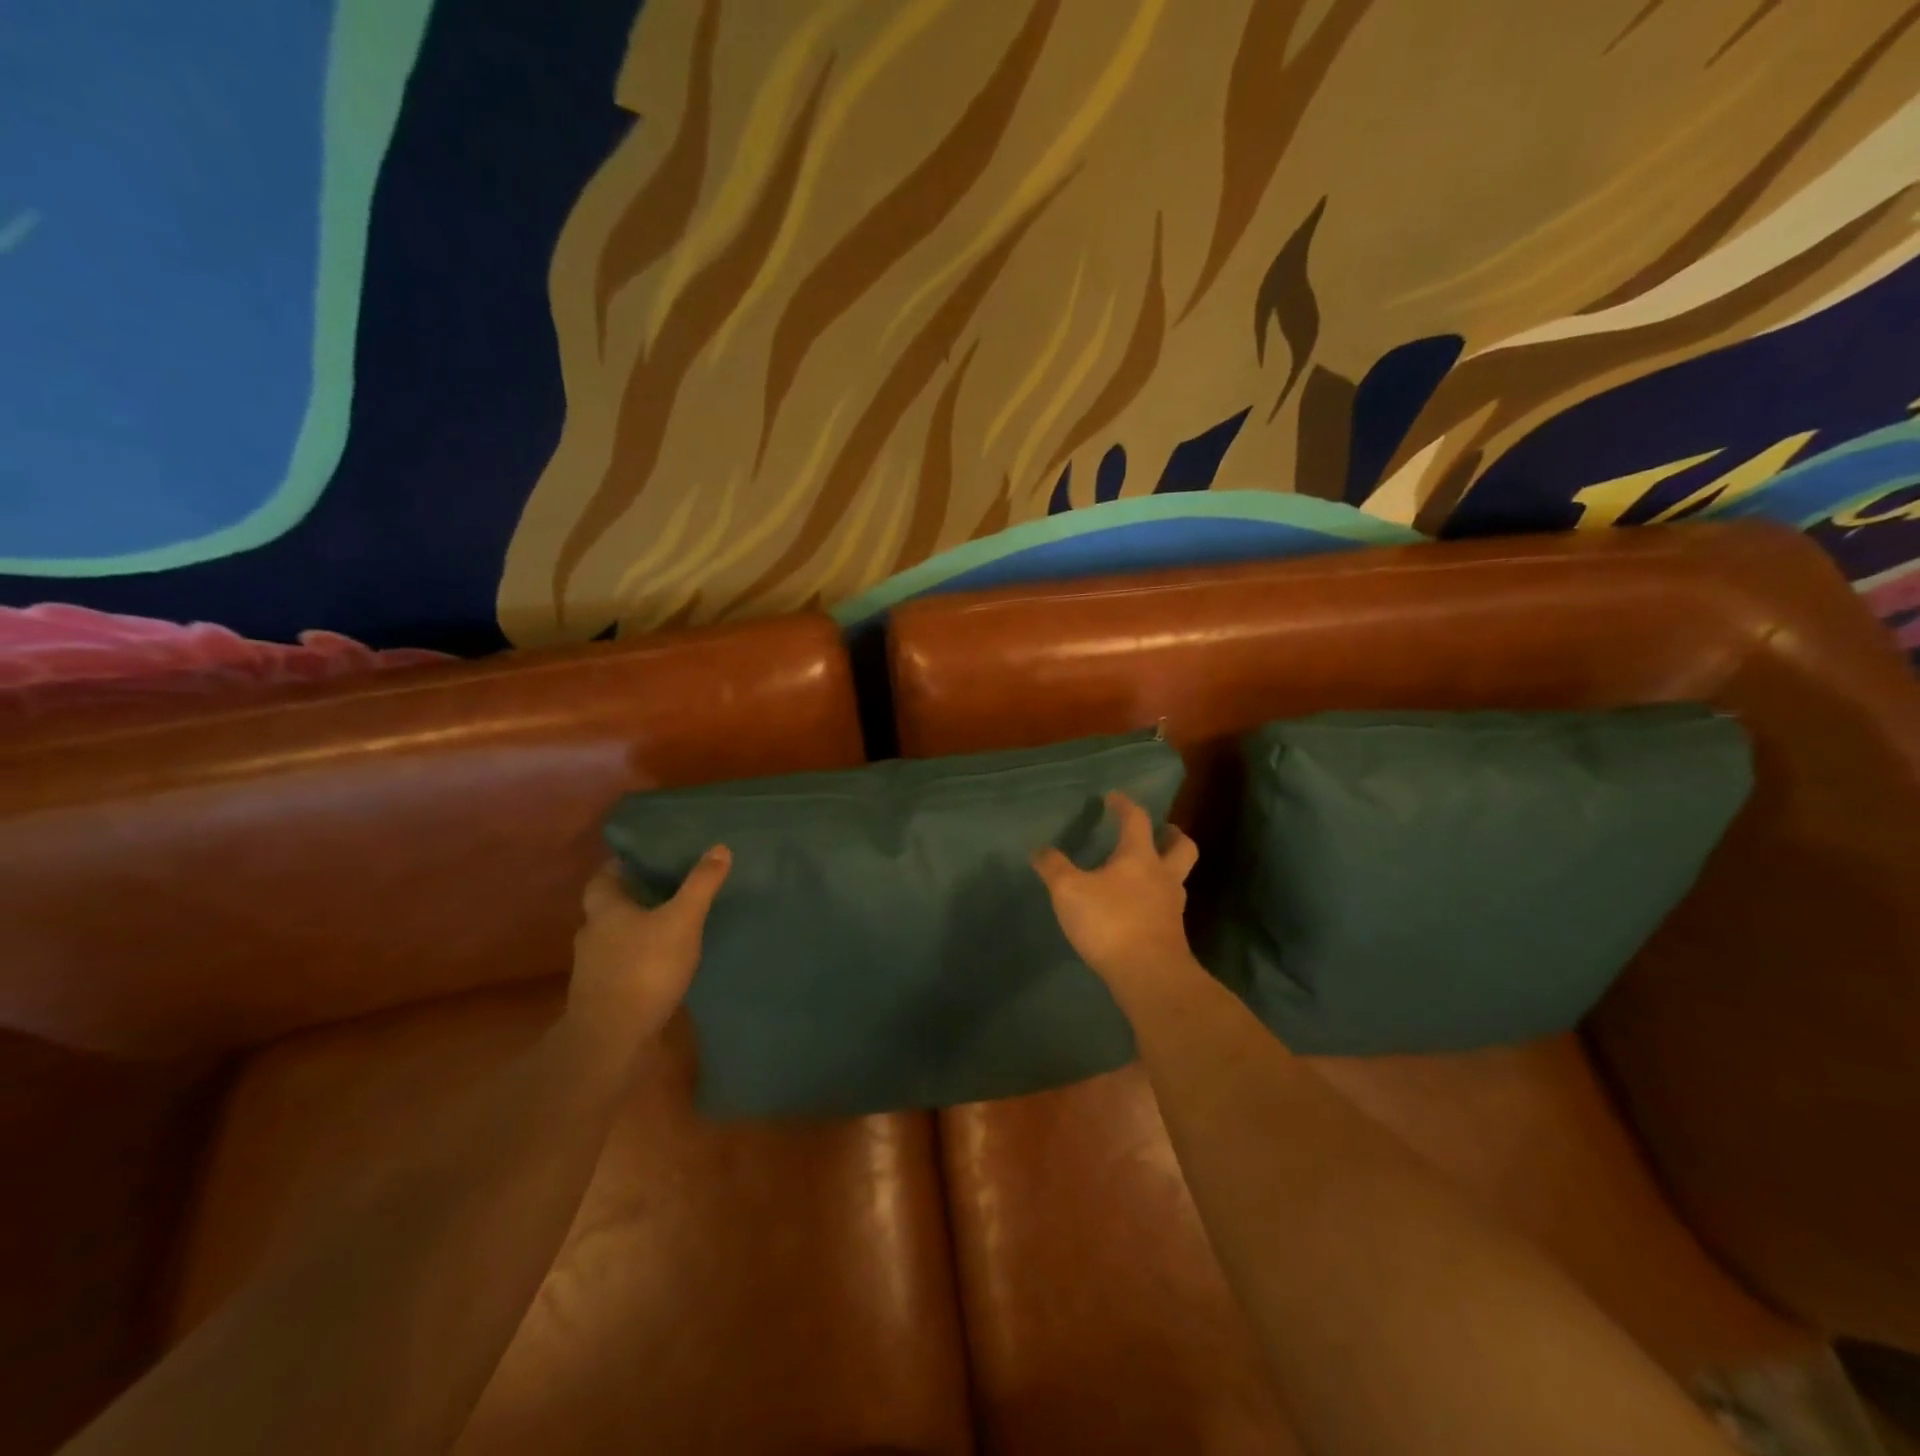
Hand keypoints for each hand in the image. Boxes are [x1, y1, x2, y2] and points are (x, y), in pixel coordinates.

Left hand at [565, 849, 730, 1050]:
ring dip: (636, 930)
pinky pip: (622, 965)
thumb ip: (700, 885)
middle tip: (667, 888)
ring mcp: (594, 968)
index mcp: (605, 909)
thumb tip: (720, 847)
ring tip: (670, 924)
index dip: (622, 865)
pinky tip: (662, 962)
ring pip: (615, 938)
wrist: (611, 1039)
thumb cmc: (644, 968)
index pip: (604, 877)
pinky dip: (639, 959)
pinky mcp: (603, 995)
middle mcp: (592, 934)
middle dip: (634, 897)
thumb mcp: (681, 921)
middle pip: (609, 907)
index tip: (647, 859)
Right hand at [1034, 792, 1199, 1000]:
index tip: (1114, 797)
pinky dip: (1157, 900)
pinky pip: (1168, 907)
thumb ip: (1053, 868)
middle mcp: (1163, 876)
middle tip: (1162, 831)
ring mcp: (1172, 907)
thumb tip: (1039, 850)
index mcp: (1140, 857)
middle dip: (1172, 835)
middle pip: (1181, 847)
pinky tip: (1140, 908)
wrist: (1148, 975)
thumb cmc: (1110, 922)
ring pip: (1178, 878)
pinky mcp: (1172, 934)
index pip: (1137, 820)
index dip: (1125, 806)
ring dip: (1167, 869)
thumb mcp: (1069, 891)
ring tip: (1148, 872)